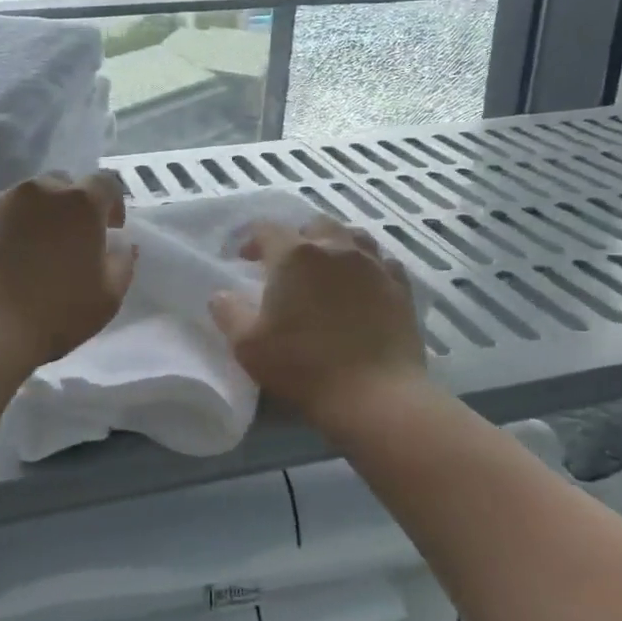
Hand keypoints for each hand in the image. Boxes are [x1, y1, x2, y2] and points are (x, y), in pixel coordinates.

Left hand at [0, 172, 135, 366]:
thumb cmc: (55, 313)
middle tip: (67, 242)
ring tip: (27, 255)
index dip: (111, 205)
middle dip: (70, 206)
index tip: (109, 230)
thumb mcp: (109, 296)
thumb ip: (122, 261)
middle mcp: (38, 191)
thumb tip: (121, 242)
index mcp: (80, 203)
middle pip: (61, 185)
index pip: (105, 184)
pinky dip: (0, 232)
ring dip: (34, 218)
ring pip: (24, 200)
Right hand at [209, 216, 426, 423]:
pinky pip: (382, 261)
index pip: (267, 229)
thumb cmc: (304, 366)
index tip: (245, 261)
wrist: (375, 395)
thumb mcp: (248, 345)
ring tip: (327, 268)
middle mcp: (336, 247)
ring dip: (335, 245)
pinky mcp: (400, 286)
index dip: (252, 240)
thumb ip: (228, 313)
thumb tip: (221, 294)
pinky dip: (368, 265)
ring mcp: (373, 264)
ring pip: (352, 236)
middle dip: (296, 238)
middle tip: (287, 265)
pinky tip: (363, 283)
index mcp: (294, 255)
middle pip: (313, 225)